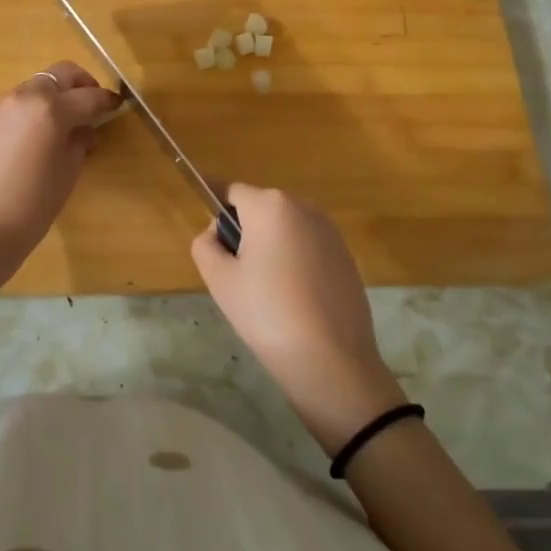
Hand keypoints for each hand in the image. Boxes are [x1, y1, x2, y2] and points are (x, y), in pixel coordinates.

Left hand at [0, 62, 120, 285]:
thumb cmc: (34, 204)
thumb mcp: (68, 172)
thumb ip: (79, 141)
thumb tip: (83, 130)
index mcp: (51, 109)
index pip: (89, 96)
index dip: (107, 100)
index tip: (117, 105)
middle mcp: (24, 98)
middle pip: (59, 75)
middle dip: (80, 84)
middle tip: (90, 105)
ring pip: (33, 88)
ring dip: (51, 98)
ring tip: (58, 126)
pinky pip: (11, 108)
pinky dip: (27, 114)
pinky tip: (28, 142)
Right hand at [190, 184, 404, 454]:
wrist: (332, 359)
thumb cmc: (267, 313)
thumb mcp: (220, 280)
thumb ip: (205, 245)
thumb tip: (216, 233)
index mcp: (270, 205)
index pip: (231, 191)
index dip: (215, 209)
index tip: (209, 236)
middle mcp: (303, 206)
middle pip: (260, 208)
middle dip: (245, 231)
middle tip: (236, 276)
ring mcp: (329, 230)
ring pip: (285, 228)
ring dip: (271, 246)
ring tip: (267, 292)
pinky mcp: (345, 254)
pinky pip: (307, 246)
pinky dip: (295, 261)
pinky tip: (295, 299)